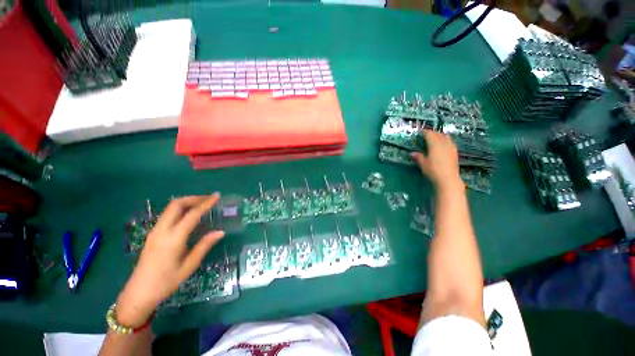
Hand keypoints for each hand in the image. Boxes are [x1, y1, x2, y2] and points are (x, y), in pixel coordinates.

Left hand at [115, 194, 224, 326]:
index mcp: (173, 239)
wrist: (138, 293)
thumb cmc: (166, 282)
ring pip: (170, 208)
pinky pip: (168, 215)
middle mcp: (162, 231)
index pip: (192, 214)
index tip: (217, 196)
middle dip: (194, 198)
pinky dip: (180, 209)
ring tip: (202, 205)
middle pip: (176, 204)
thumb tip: (220, 232)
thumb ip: (204, 246)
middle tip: (209, 199)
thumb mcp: (189, 265)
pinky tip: (189, 216)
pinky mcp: (153, 234)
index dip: (205, 203)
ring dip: (187, 202)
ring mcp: (155, 231)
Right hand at [411, 130, 461, 188]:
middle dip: (432, 133)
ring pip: (446, 137)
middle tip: (426, 135)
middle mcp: (444, 143)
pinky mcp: (455, 152)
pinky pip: (450, 142)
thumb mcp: (423, 164)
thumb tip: (412, 153)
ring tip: (435, 139)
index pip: (429, 134)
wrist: (448, 179)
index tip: (420, 131)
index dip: (424, 131)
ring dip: (440, 136)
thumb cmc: (433, 170)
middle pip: (438, 134)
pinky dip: (445, 141)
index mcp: (434, 144)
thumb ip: (418, 157)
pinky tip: (443, 146)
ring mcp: (451, 147)